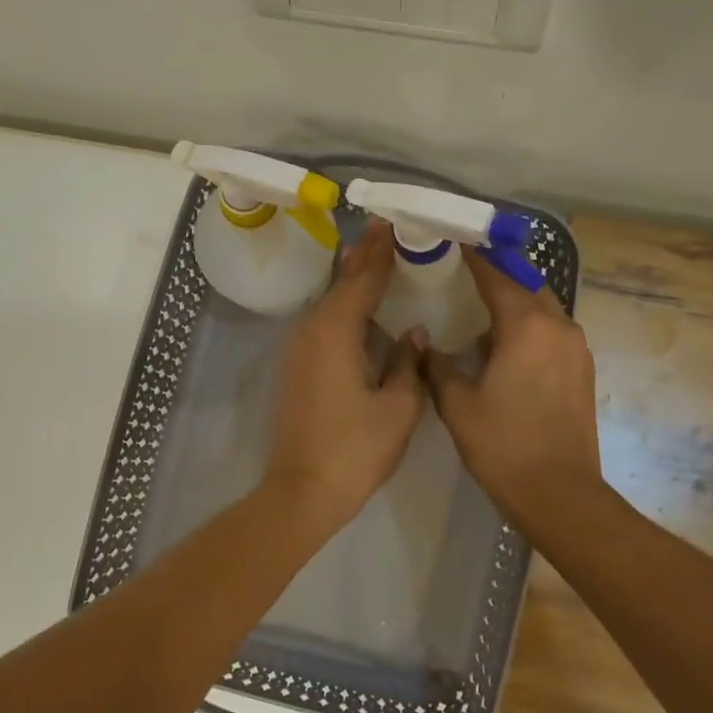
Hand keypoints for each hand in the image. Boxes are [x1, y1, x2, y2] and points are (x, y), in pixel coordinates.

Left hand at [262, 222, 424, 529]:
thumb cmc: (355, 449)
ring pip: (331, 302)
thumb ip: (408, 364)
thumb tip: (413, 334)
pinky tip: (359, 306)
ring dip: (352, 279)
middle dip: (365, 256)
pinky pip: (325, 323)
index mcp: (336, 331)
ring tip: (375, 255)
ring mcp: (300, 349)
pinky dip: (344, 306)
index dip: (381, 250)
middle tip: (385, 227)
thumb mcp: (397, 407)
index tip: (393, 221)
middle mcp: (311, 330)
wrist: (302, 491)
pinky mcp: (298, 367)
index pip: (363, 278)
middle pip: (342, 283)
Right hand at [421, 250, 603, 526]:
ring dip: (516, 306)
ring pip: (543, 310)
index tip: (455, 240)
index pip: (496, 275)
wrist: (558, 493)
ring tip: (482, 316)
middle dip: (499, 277)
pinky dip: (530, 330)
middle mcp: (559, 326)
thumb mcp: (457, 404)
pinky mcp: (582, 371)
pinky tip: (506, 351)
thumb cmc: (502, 444)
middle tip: (466, 275)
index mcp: (527, 326)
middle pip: (527, 285)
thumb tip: (424, 344)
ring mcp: (577, 349)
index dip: (474, 257)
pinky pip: (553, 334)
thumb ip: (437, 366)